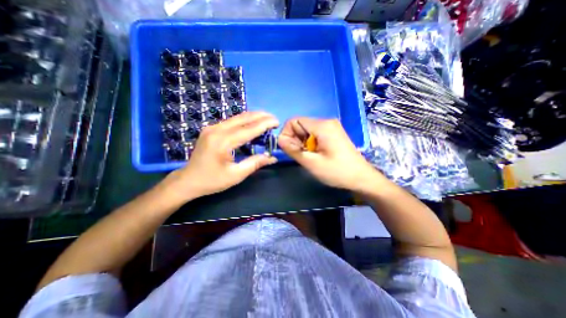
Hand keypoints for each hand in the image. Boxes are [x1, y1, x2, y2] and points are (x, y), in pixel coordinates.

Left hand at [164, 112, 277, 200]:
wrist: (188, 180)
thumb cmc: (212, 180)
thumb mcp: (236, 175)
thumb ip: (255, 163)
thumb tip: (272, 157)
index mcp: (223, 142)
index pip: (249, 129)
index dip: (264, 124)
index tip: (277, 122)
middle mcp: (217, 130)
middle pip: (243, 118)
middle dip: (261, 116)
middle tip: (274, 118)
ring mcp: (212, 128)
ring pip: (237, 117)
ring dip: (253, 117)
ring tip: (266, 119)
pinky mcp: (211, 129)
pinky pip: (231, 121)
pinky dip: (245, 121)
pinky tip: (252, 123)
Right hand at [276, 116, 381, 190]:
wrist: (361, 178)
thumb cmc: (337, 172)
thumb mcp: (312, 163)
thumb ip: (293, 150)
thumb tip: (279, 140)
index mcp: (322, 126)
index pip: (294, 121)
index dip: (287, 134)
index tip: (290, 149)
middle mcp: (326, 122)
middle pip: (300, 125)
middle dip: (295, 139)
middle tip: (301, 155)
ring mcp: (331, 127)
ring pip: (306, 130)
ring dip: (302, 143)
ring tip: (309, 156)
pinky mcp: (333, 133)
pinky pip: (314, 134)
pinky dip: (310, 143)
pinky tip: (315, 154)